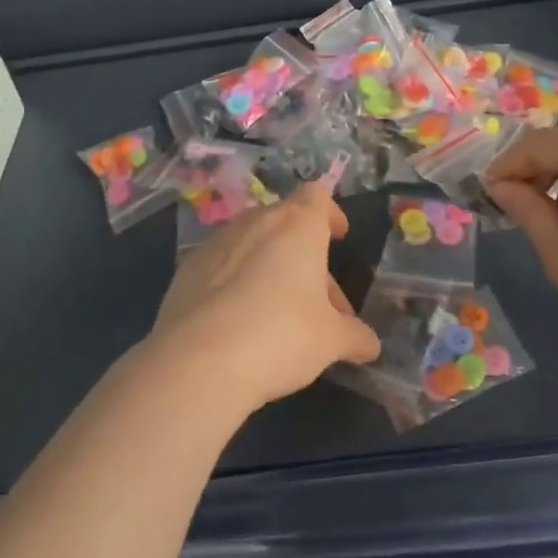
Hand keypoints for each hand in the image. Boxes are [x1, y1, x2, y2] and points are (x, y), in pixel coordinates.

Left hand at [147, 183, 380, 414]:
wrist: (199, 361)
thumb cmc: (282, 336)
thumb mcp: (331, 341)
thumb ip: (354, 337)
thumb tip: (370, 345)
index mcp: (298, 226)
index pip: (317, 196)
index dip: (330, 213)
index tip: (339, 236)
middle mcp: (256, 222)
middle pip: (286, 223)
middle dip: (304, 254)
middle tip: (319, 298)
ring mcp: (217, 242)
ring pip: (253, 243)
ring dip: (270, 267)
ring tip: (280, 312)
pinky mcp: (187, 268)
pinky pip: (222, 265)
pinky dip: (236, 281)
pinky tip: (240, 320)